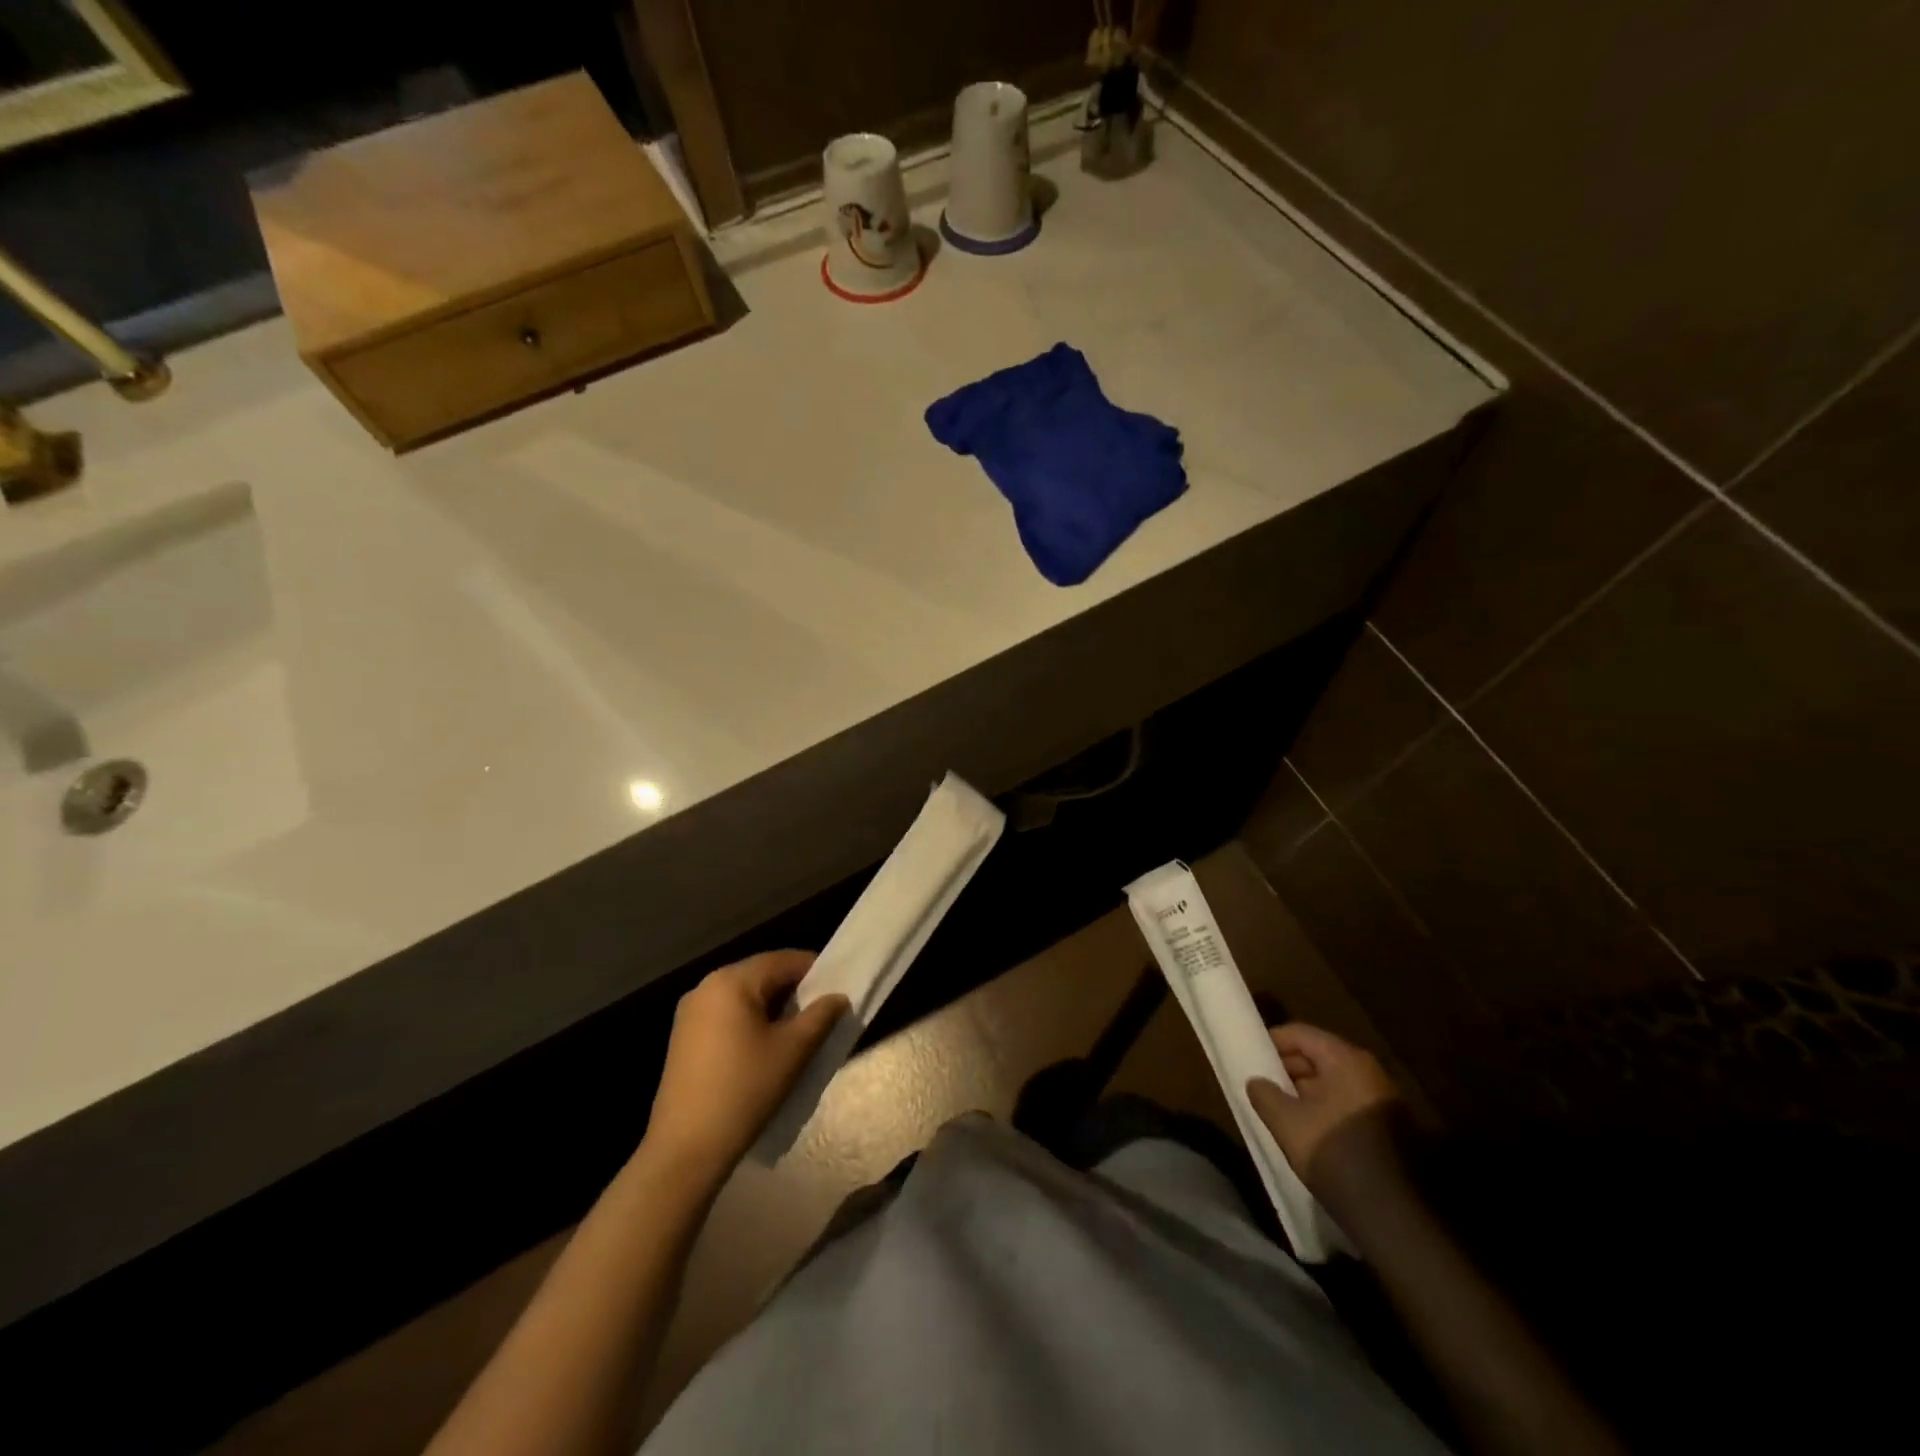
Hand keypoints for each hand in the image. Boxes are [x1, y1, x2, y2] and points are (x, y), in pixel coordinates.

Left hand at [645, 951, 848, 1183]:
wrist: (685, 1149)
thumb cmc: (744, 1090)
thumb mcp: (793, 1051)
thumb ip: (821, 1016)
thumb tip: (838, 997)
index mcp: (732, 981)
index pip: (783, 960)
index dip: (815, 970)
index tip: (838, 990)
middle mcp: (706, 986)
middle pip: (762, 975)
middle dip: (794, 990)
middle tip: (822, 1013)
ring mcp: (690, 1012)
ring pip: (744, 996)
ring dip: (773, 1007)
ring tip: (798, 1032)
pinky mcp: (683, 1037)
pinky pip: (726, 1014)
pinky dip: (750, 1021)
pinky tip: (765, 1048)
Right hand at [1248, 1023, 1405, 1211]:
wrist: (1393, 1216)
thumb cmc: (1335, 1154)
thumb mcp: (1286, 1123)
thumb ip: (1264, 1094)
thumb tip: (1257, 1082)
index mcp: (1346, 1060)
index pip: (1300, 1034)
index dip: (1270, 1042)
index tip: (1249, 1057)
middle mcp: (1369, 1071)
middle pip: (1318, 1054)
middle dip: (1287, 1067)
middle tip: (1261, 1084)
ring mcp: (1383, 1099)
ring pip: (1332, 1081)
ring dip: (1304, 1090)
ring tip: (1279, 1109)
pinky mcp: (1389, 1126)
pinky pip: (1346, 1101)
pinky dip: (1323, 1107)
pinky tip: (1306, 1129)